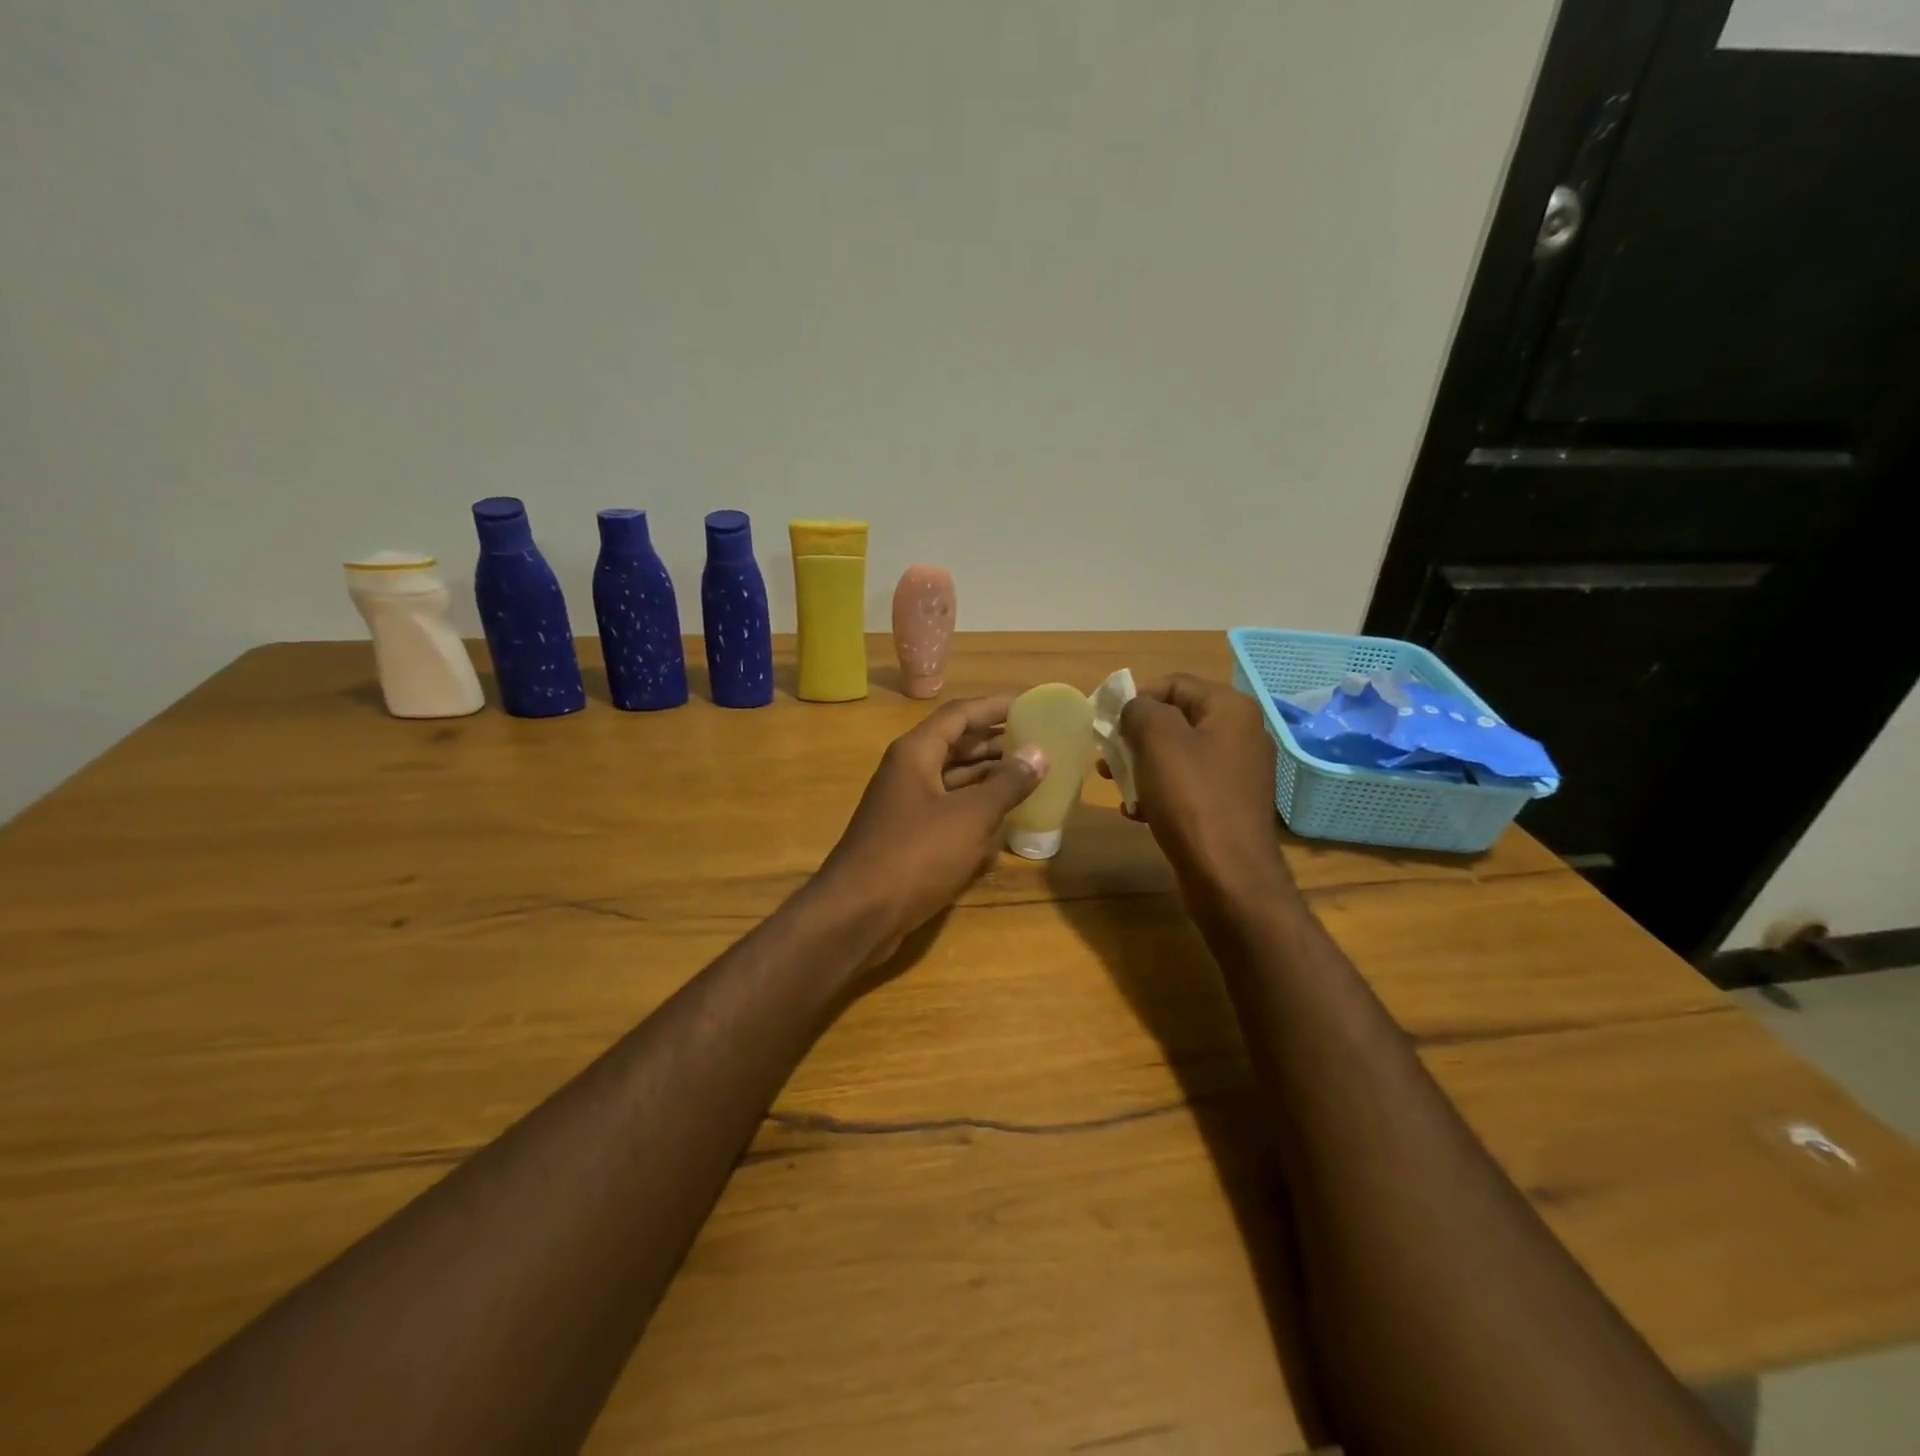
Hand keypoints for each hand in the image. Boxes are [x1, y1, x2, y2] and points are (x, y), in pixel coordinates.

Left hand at [815, 695, 1045, 962]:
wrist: (858, 914)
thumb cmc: (916, 854)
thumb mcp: (970, 816)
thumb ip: (1007, 784)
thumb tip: (1039, 754)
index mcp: (916, 752)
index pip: (961, 714)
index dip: (996, 706)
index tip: (1032, 703)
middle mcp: (908, 770)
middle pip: (956, 744)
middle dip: (996, 741)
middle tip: (1038, 741)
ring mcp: (905, 804)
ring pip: (952, 778)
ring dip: (988, 775)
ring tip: (1029, 774)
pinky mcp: (907, 835)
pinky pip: (947, 808)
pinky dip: (974, 806)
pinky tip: (1003, 815)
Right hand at [1115, 674, 1292, 901]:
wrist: (1229, 877)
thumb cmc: (1192, 800)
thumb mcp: (1158, 742)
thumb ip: (1140, 711)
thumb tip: (1134, 709)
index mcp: (1230, 709)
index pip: (1174, 683)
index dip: (1137, 698)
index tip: (1108, 726)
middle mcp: (1240, 734)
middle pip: (1176, 720)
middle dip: (1136, 737)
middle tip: (1107, 759)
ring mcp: (1237, 772)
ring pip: (1177, 755)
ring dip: (1142, 766)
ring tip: (1117, 788)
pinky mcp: (1229, 805)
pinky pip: (1187, 786)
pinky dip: (1160, 793)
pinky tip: (1138, 813)